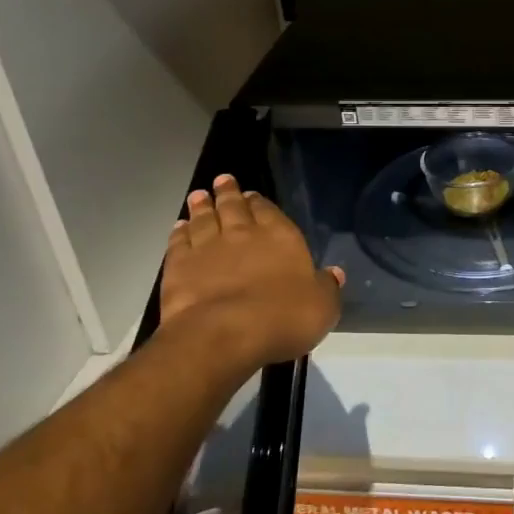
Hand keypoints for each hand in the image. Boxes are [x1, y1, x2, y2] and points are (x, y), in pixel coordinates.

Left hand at [156, 175, 344, 371]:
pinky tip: (179, 227)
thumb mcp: (322, 306)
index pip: (269, 211)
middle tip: (222, 180)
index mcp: (281, 237)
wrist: (224, 333)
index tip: (253, 195)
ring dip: (202, 206)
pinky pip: (179, 242)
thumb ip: (327, 287)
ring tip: (199, 196)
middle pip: (234, 207)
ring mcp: (208, 247)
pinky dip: (179, 232)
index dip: (260, 202)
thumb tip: (334, 273)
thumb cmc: (283, 318)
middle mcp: (243, 234)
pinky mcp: (179, 266)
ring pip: (204, 219)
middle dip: (229, 193)